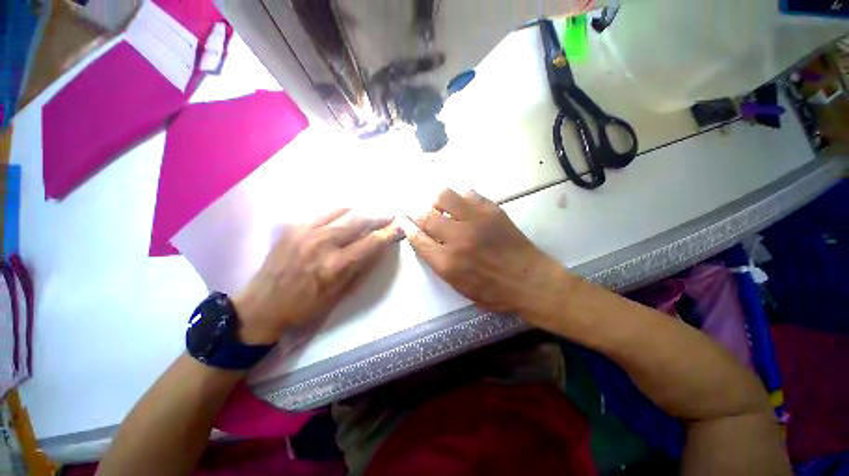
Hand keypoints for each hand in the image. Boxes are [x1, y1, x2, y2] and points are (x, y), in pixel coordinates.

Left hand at [233, 209, 401, 344]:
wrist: (262, 306)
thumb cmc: (306, 306)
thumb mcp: (341, 294)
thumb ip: (363, 267)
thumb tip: (380, 246)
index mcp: (336, 265)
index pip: (371, 241)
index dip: (388, 233)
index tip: (398, 228)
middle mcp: (322, 242)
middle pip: (359, 219)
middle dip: (378, 216)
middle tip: (388, 216)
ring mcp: (305, 230)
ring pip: (342, 210)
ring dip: (360, 211)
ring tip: (369, 213)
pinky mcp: (292, 225)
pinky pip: (323, 212)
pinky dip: (339, 213)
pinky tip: (344, 217)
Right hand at [402, 189, 563, 317]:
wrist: (529, 281)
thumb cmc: (493, 291)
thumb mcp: (458, 286)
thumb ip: (438, 263)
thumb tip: (424, 241)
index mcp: (447, 263)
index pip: (418, 238)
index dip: (407, 227)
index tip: (403, 220)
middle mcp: (457, 239)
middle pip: (426, 216)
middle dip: (415, 210)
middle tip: (414, 208)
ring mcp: (475, 221)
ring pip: (444, 197)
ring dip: (434, 198)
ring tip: (435, 202)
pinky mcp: (491, 210)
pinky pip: (468, 193)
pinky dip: (458, 196)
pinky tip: (458, 202)